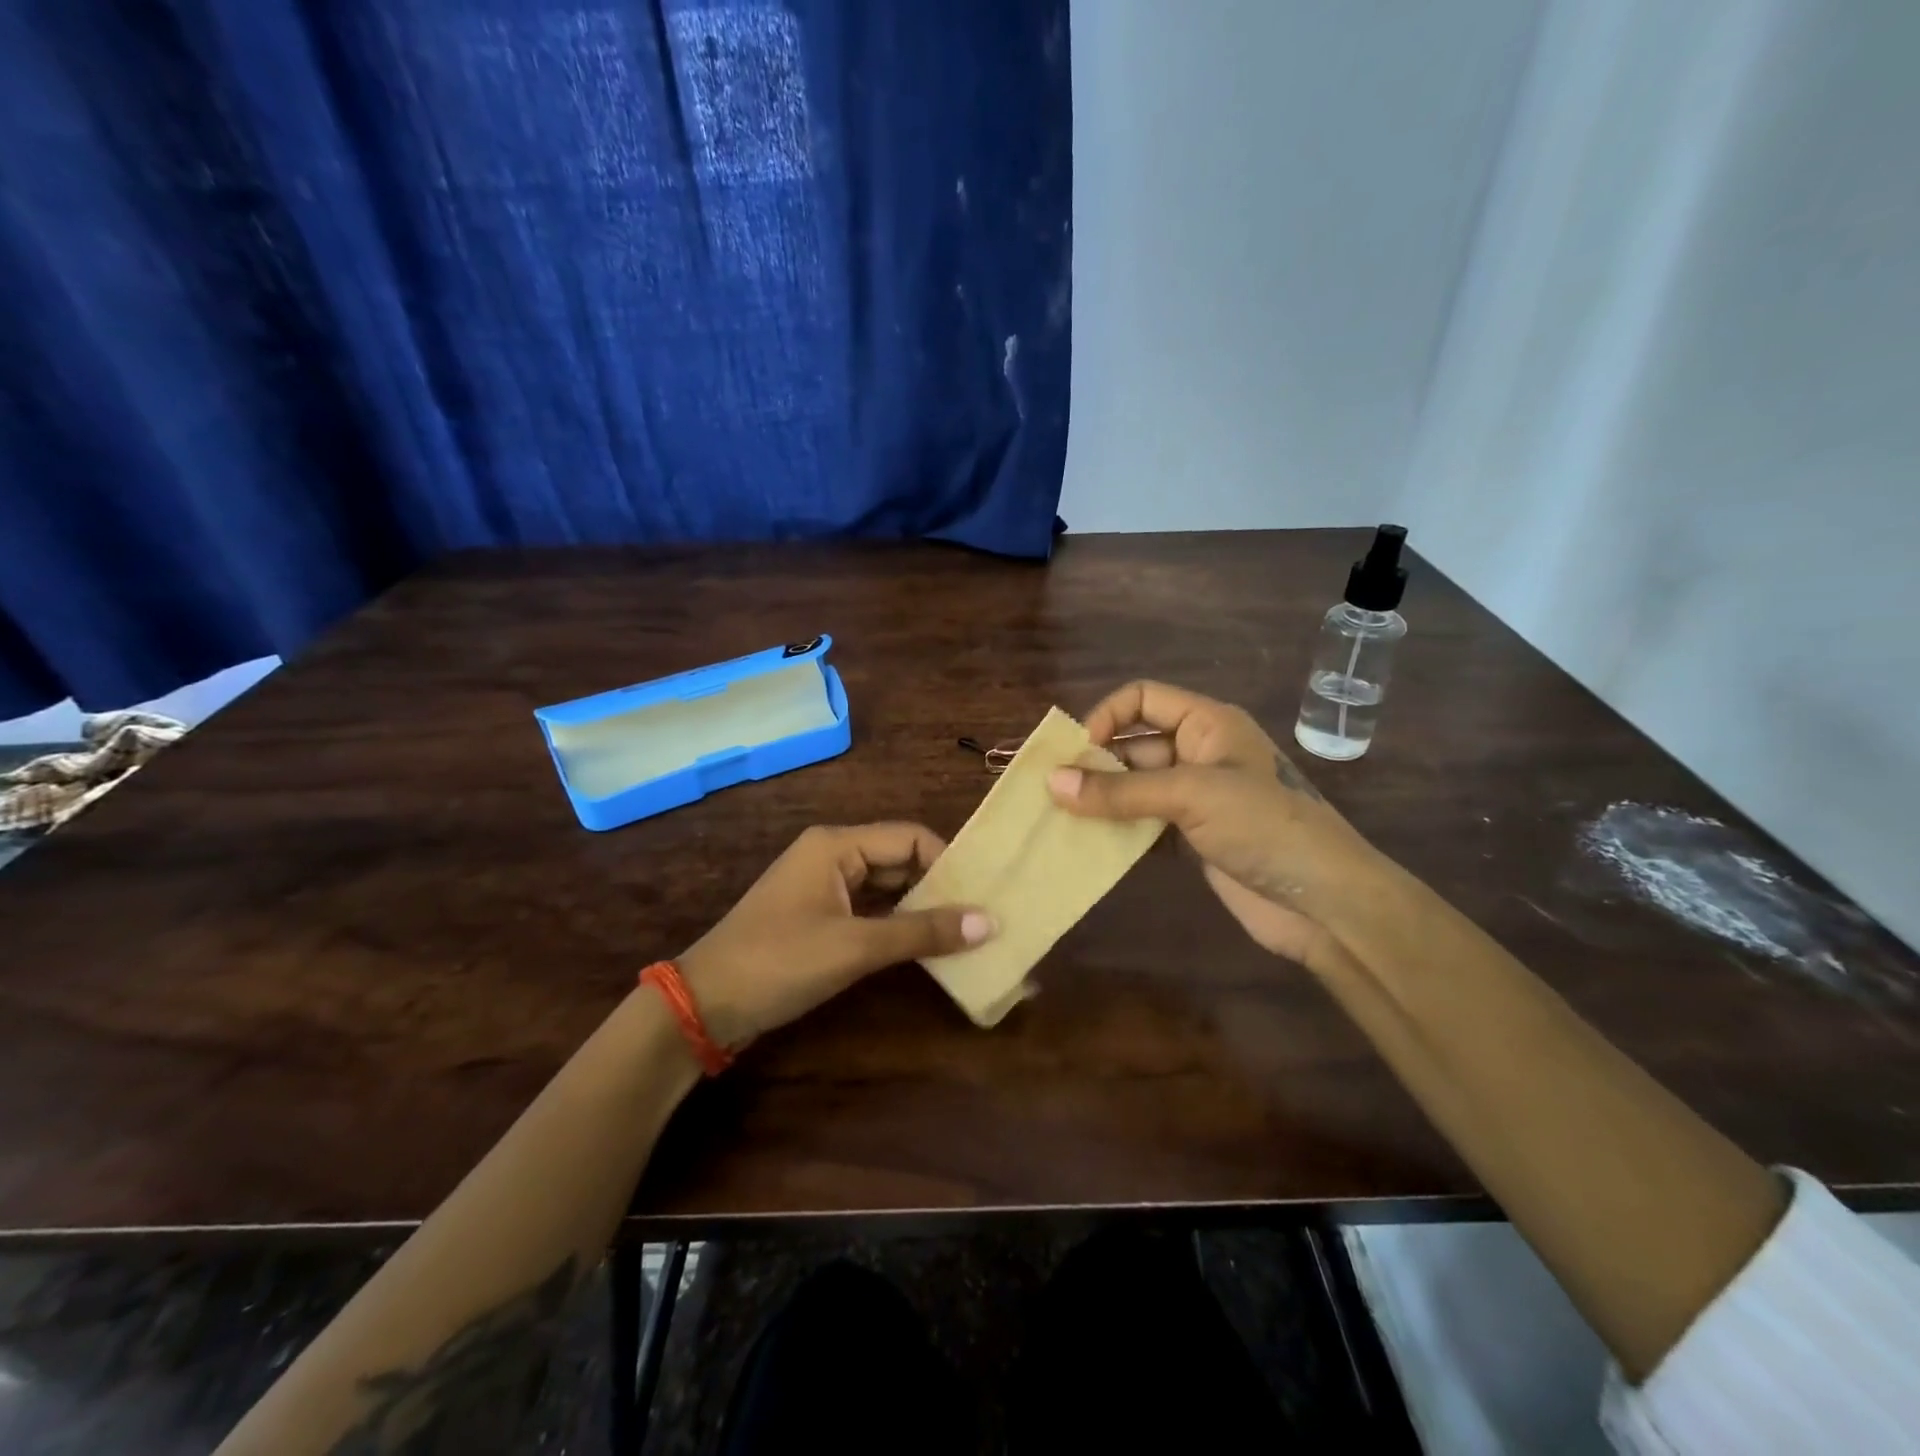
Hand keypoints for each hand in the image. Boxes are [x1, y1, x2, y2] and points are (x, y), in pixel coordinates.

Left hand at [678, 824, 993, 1048]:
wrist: (705, 1005)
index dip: (948, 863)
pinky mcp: (819, 916)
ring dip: (920, 908)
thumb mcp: (855, 947)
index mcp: (836, 845)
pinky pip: (870, 910)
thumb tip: (989, 922)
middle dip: (938, 887)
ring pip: (886, 887)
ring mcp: (824, 887)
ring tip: (966, 933)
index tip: (982, 896)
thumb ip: (922, 932)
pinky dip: (897, 925)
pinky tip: (926, 946)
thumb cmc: (779, 962)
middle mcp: (832, 855)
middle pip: (900, 859)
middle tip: (982, 917)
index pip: (910, 838)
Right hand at [1047, 681, 1383, 971]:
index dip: (1106, 716)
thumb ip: (1120, 791)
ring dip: (1101, 801)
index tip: (1075, 753)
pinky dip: (1118, 831)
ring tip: (1059, 820)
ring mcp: (1196, 798)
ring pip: (1134, 787)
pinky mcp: (1193, 837)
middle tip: (1051, 793)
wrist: (1324, 902)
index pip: (1143, 698)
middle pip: (1133, 745)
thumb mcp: (1190, 796)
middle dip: (1094, 765)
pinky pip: (1144, 824)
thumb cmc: (1263, 827)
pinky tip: (1088, 846)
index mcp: (1207, 724)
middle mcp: (1199, 753)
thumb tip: (1051, 783)